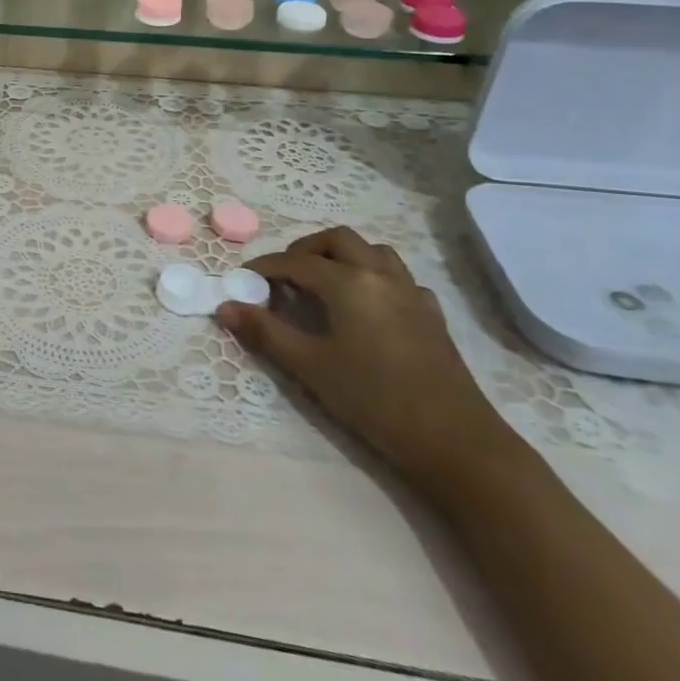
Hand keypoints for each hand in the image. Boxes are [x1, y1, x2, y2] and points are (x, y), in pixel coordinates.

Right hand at [216, 226, 525, 499]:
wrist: (454, 440)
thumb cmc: (373, 399)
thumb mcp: (310, 367)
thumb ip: (265, 332)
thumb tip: (225, 307)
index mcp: (348, 282)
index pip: (295, 261)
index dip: (265, 267)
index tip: (243, 280)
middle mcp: (379, 274)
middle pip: (337, 240)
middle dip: (305, 250)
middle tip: (283, 277)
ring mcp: (410, 292)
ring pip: (372, 251)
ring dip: (342, 255)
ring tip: (322, 283)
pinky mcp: (431, 313)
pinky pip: (398, 276)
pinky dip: (373, 276)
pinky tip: (366, 306)